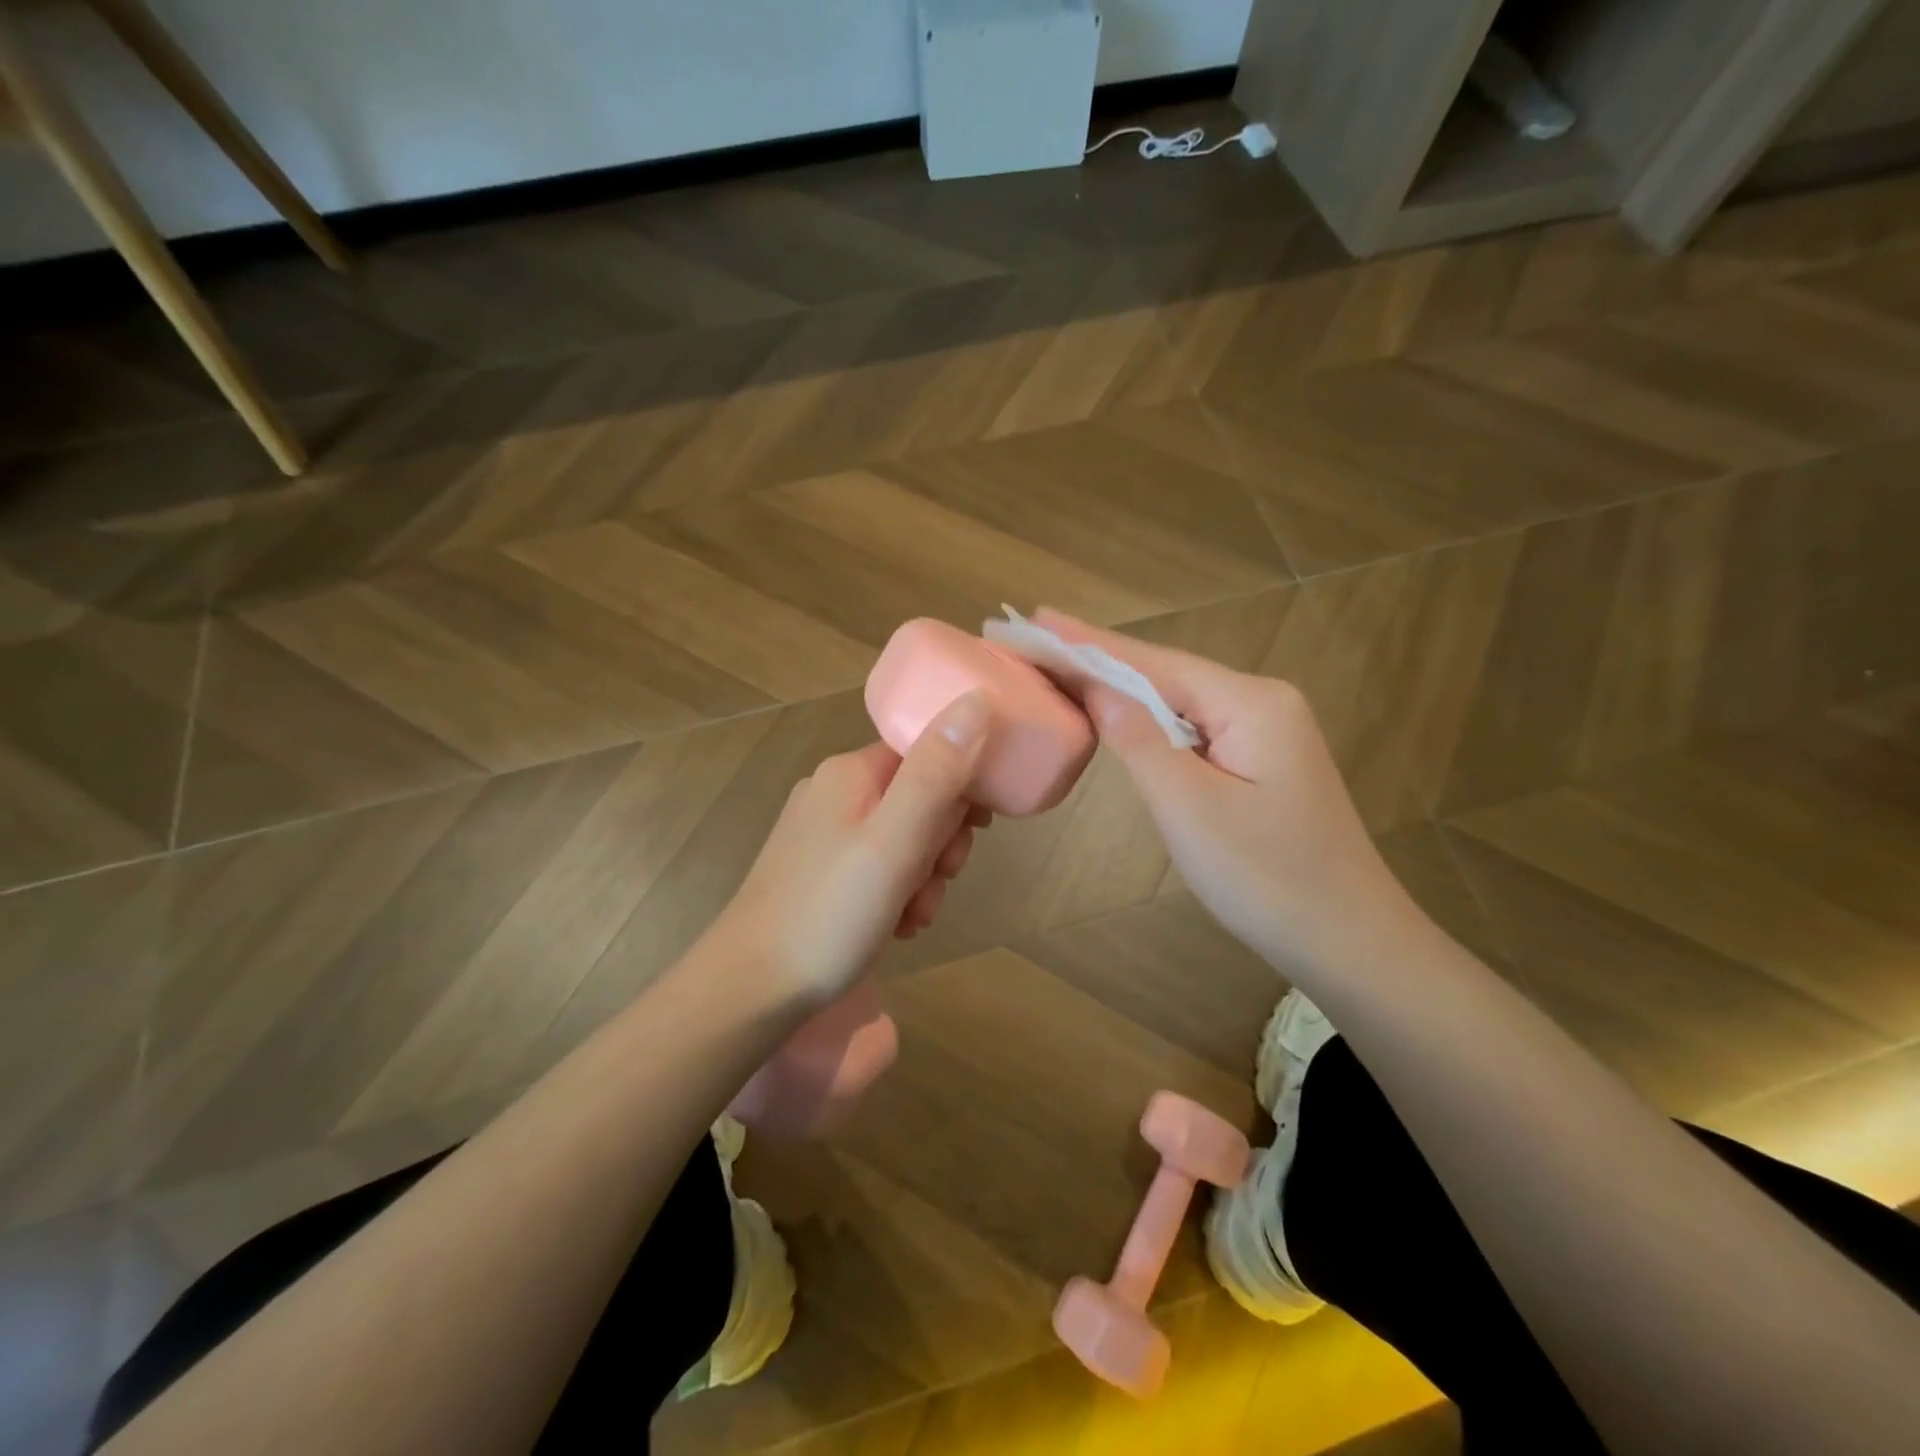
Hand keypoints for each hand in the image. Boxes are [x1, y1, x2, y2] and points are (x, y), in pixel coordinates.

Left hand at [712, 693, 992, 1004]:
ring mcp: (822, 834)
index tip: (977, 828)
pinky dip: (897, 893)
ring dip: (923, 876)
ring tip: (912, 916)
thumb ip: (937, 772)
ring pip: (903, 838)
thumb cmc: (830, 913)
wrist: (750, 989)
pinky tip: (895, 926)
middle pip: (918, 796)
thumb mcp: (896, 841)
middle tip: (939, 879)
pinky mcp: (818, 871)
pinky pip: (878, 867)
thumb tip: (976, 698)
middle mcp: (834, 792)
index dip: (961, 785)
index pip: (927, 750)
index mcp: (851, 773)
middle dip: (941, 842)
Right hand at [1034, 610, 1415, 975]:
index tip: (1036, 620)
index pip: (1153, 663)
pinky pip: (1193, 726)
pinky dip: (1148, 719)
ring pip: (1178, 700)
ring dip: (1121, 686)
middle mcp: (1262, 701)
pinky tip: (1118, 711)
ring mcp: (1266, 730)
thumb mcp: (1189, 807)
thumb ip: (1139, 740)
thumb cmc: (1266, 877)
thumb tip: (1097, 687)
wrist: (1349, 940)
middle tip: (1037, 639)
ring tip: (1062, 666)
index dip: (1089, 644)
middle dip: (1099, 658)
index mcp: (1250, 702)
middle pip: (1166, 673)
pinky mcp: (1261, 759)